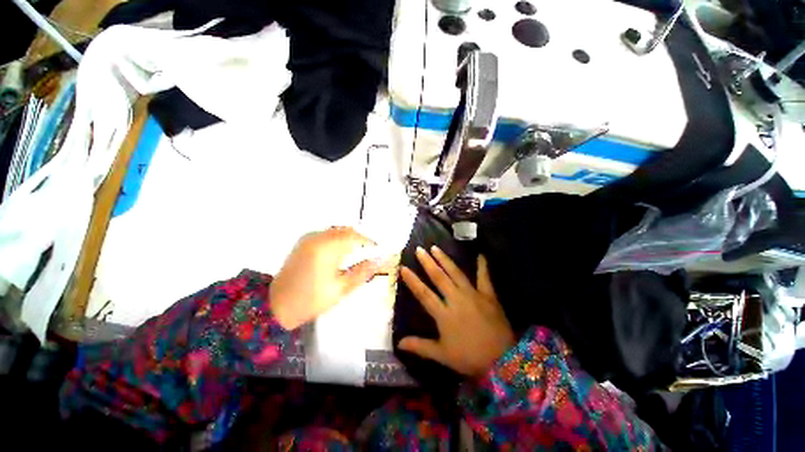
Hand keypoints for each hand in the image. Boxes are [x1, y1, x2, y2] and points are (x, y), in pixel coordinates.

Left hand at [270, 227, 380, 329]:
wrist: (276, 306)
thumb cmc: (311, 300)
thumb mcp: (341, 288)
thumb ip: (363, 271)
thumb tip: (381, 260)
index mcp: (326, 248)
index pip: (355, 236)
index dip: (369, 241)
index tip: (378, 251)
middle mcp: (317, 238)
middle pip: (346, 231)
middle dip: (360, 240)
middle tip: (369, 253)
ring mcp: (308, 238)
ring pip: (337, 231)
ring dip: (349, 239)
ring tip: (357, 255)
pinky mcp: (303, 242)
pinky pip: (327, 234)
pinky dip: (338, 240)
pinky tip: (340, 254)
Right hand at [398, 246, 515, 378]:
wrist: (502, 360)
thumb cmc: (469, 358)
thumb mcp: (442, 355)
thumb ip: (420, 346)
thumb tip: (399, 343)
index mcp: (443, 314)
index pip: (423, 294)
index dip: (412, 281)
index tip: (403, 267)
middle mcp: (456, 299)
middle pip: (438, 277)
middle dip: (427, 263)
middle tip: (419, 249)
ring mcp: (472, 295)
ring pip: (455, 273)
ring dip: (445, 259)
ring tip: (436, 248)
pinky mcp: (488, 295)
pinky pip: (484, 277)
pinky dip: (483, 266)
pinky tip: (480, 254)